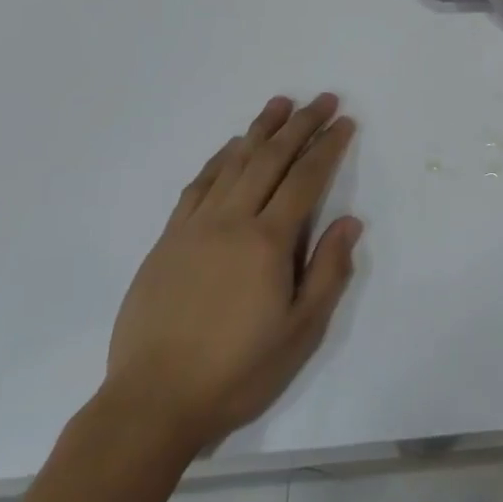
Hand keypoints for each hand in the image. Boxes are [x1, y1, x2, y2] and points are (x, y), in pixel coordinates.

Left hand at [106, 93, 363, 454]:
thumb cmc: (237, 371)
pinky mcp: (168, 240)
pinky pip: (198, 185)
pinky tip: (231, 148)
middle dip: (300, 125)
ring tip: (280, 104)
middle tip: (322, 98)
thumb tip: (350, 222)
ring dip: (260, 130)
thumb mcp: (301, 332)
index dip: (328, 146)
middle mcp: (231, 222)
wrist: (152, 403)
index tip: (344, 121)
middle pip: (271, 159)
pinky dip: (219, 159)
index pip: (305, 179)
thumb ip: (329, 271)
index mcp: (267, 242)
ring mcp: (194, 228)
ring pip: (233, 163)